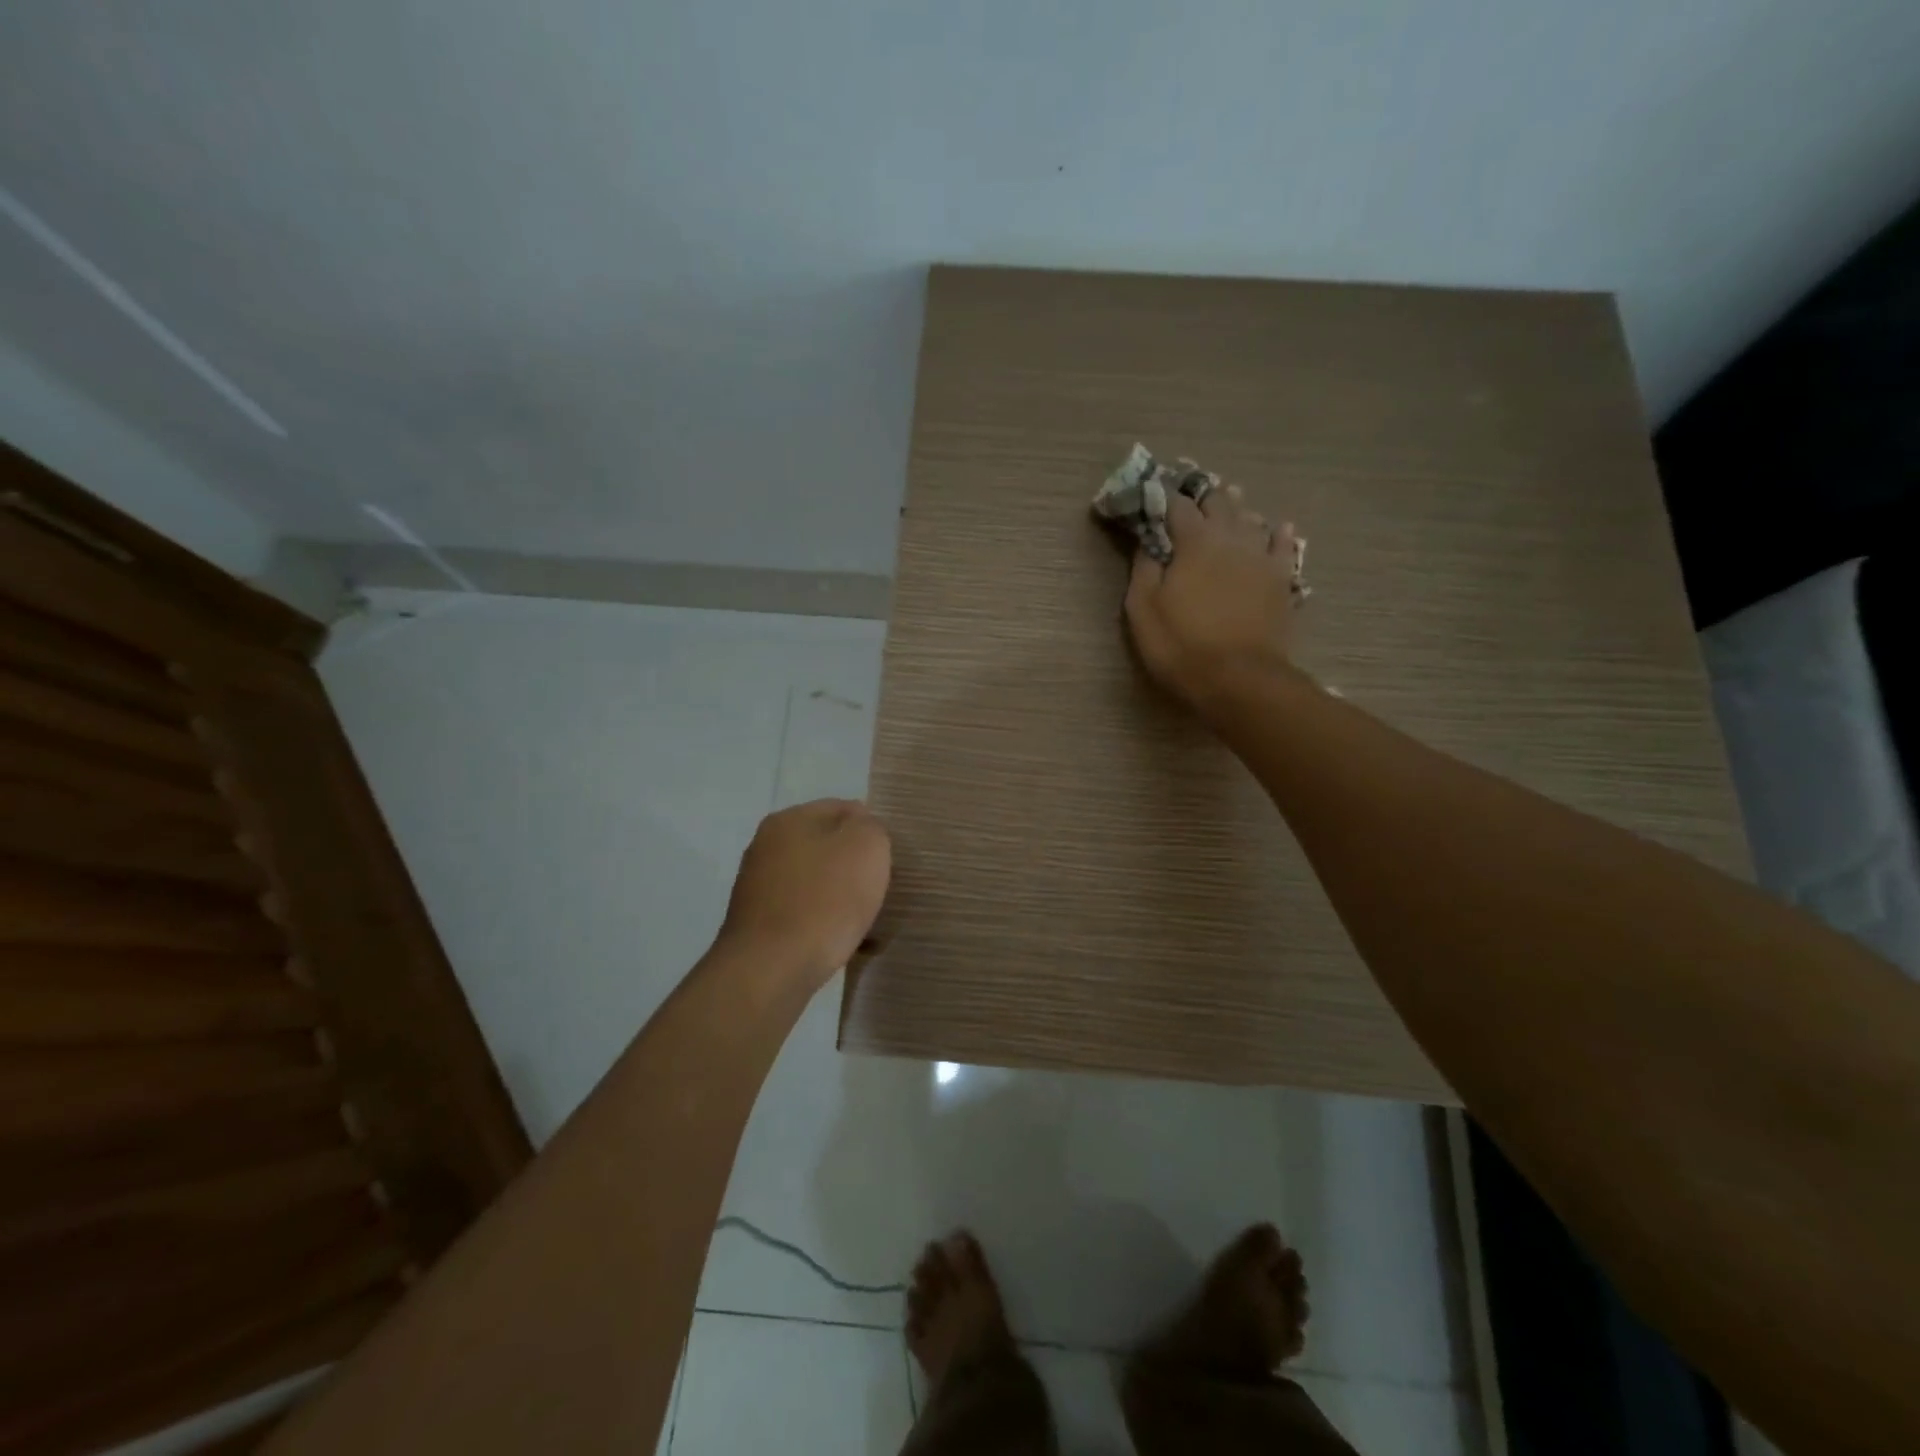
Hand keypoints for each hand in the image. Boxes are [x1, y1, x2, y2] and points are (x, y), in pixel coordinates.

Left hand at [718, 799, 891, 987]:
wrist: (771, 968)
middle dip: (853, 865)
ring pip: (815, 881)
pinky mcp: (757, 923)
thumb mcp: (867, 847)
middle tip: (878, 888)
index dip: (871, 829)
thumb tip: (861, 829)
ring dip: (839, 896)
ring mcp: (757, 885)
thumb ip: (871, 827)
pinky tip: (837, 942)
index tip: (888, 859)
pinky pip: (802, 912)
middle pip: (826, 846)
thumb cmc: (825, 899)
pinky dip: (821, 922)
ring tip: (861, 920)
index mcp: (789, 818)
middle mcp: (766, 845)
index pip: (843, 808)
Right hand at [1125, 486, 1297, 711]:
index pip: (1177, 506)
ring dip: (1237, 510)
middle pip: (1219, 502)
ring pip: (1252, 518)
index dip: (1164, 498)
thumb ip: (1143, 571)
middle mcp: (1231, 538)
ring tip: (1229, 506)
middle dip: (1203, 496)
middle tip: (1191, 498)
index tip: (1154, 495)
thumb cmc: (1181, 645)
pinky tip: (1277, 529)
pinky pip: (1284, 546)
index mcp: (1194, 542)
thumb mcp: (1143, 611)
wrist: (1239, 679)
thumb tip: (1146, 544)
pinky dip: (1277, 534)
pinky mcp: (1282, 579)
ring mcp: (1262, 557)